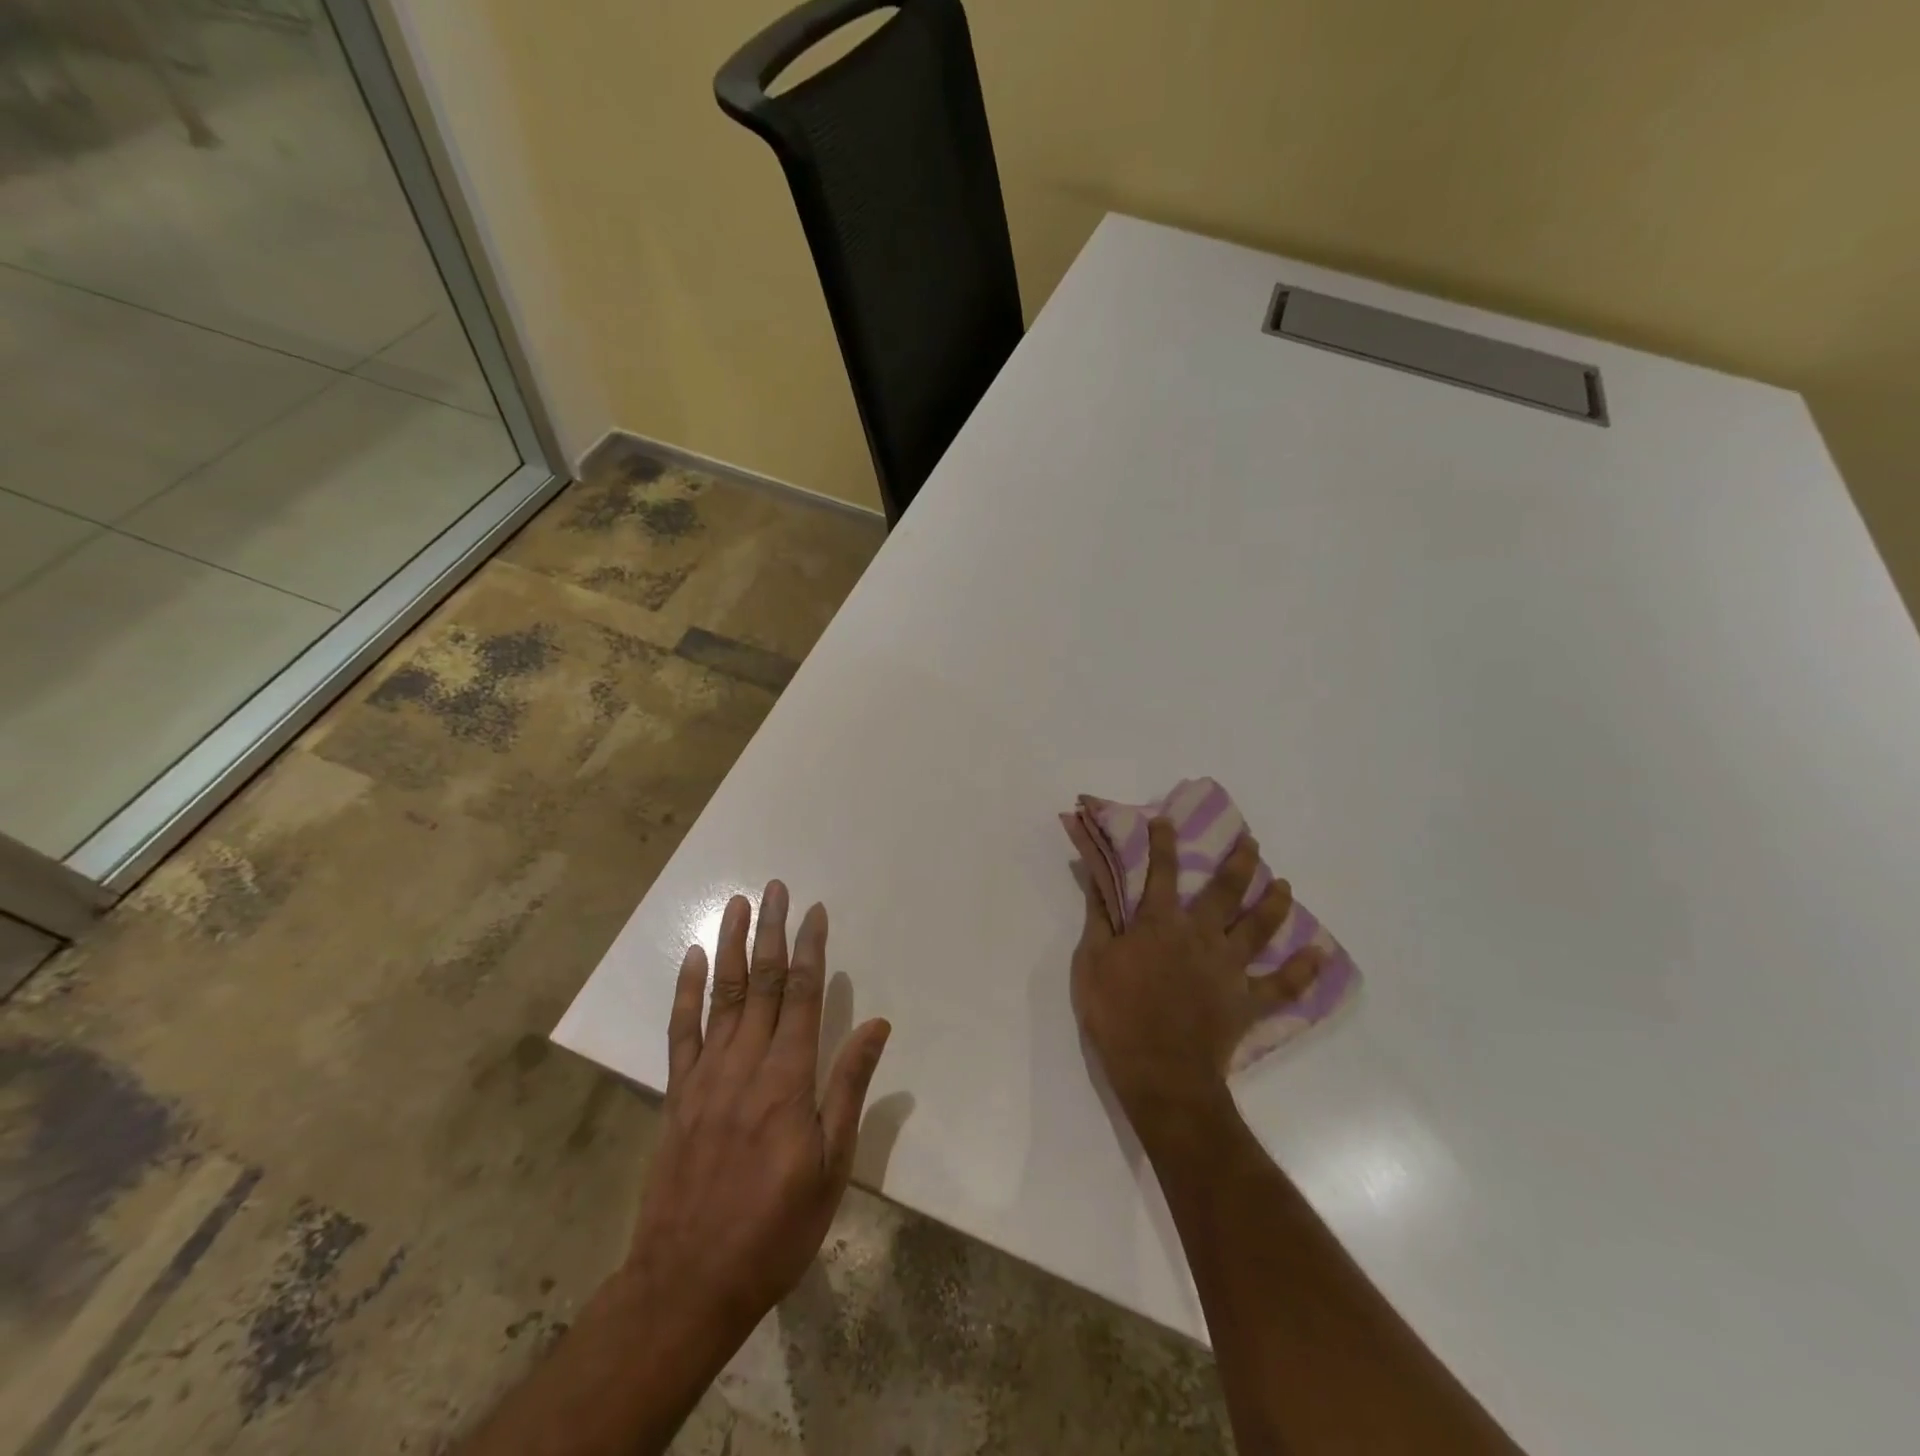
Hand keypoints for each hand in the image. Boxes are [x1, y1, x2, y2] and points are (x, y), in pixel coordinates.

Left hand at [620, 882, 890, 1352]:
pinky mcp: (677, 1095)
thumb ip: (849, 1088)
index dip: (809, 949)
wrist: (689, 1282)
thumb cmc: (776, 1228)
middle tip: (775, 888)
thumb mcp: (832, 1166)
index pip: (801, 996)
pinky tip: (693, 958)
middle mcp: (745, 1064)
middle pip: (760, 983)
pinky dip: (686, 991)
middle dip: (770, 931)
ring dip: (730, 946)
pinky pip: (681, 1031)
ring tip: (738, 904)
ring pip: (721, 996)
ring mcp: (705, 1077)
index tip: (814, 912)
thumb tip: (876, 1026)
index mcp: (788, 1079)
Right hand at [1072, 819, 1318, 1138]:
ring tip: (1283, 884)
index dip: (1163, 843)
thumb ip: (1099, 918)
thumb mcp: (1091, 961)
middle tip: (1251, 843)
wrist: (1159, 1072)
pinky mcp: (1248, 1002)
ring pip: (1259, 928)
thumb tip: (1098, 878)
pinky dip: (1304, 971)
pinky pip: (1283, 985)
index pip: (1161, 873)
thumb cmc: (1117, 1014)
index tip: (1167, 820)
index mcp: (1160, 924)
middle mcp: (1201, 936)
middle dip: (1238, 863)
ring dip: (1273, 903)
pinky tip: (1320, 955)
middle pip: (1225, 892)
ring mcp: (1229, 968)